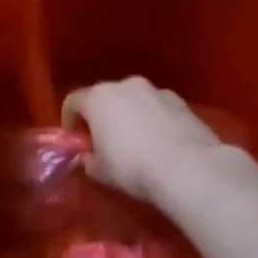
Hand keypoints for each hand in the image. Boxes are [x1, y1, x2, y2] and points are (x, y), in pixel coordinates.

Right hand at [60, 77, 229, 207]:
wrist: (188, 167)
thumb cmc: (132, 166)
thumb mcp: (101, 171)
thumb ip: (90, 161)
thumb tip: (90, 159)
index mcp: (98, 97)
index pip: (73, 101)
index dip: (69, 120)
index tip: (74, 139)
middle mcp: (126, 85)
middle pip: (105, 97)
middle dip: (102, 116)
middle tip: (104, 142)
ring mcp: (156, 91)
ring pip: (134, 101)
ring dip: (130, 116)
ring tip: (137, 143)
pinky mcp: (182, 102)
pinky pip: (158, 109)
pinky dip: (154, 121)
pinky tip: (161, 144)